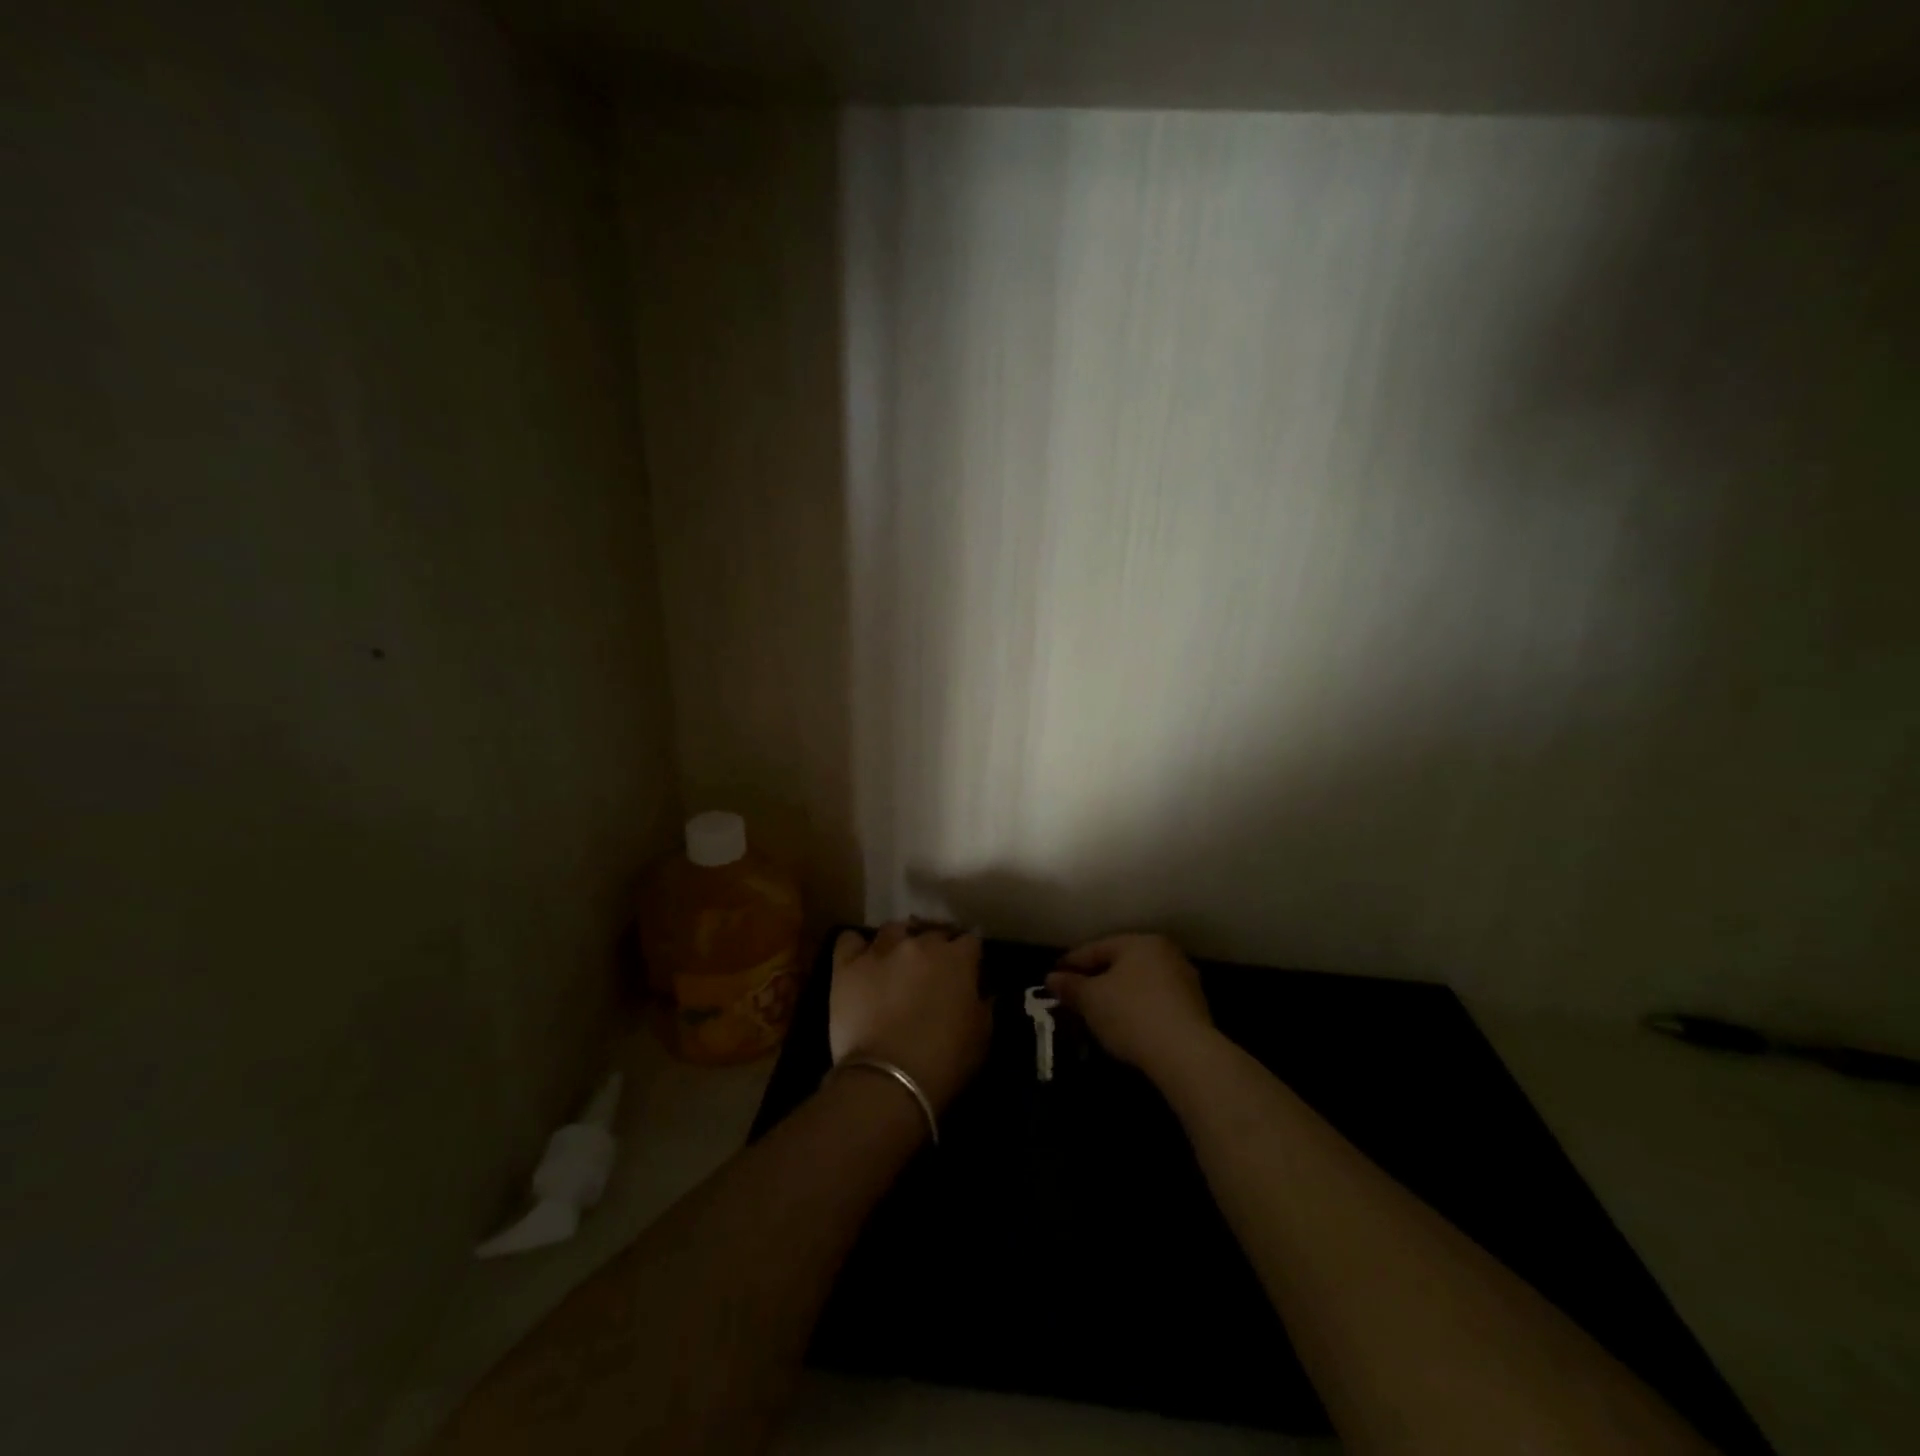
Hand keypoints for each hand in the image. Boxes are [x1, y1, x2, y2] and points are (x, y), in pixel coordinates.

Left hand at [829, 922, 991, 1112]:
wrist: (888, 1080)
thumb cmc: (944, 1062)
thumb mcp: (981, 1037)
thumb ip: (984, 1007)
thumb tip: (984, 993)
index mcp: (957, 959)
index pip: (970, 941)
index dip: (969, 956)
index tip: (968, 971)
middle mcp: (920, 944)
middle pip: (932, 933)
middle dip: (935, 948)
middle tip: (932, 972)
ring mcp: (881, 951)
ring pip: (893, 930)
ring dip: (899, 942)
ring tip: (896, 962)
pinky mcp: (847, 966)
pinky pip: (849, 941)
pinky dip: (856, 948)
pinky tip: (860, 962)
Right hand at [1046, 933, 1216, 1081]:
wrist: (1185, 1054)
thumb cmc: (1131, 1014)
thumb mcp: (1091, 999)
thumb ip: (1070, 986)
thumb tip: (1051, 978)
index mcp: (1140, 942)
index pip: (1097, 948)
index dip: (1071, 962)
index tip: (1053, 975)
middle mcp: (1165, 953)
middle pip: (1120, 963)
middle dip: (1096, 978)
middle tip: (1074, 994)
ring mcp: (1184, 981)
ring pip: (1139, 983)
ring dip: (1117, 995)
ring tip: (1097, 1012)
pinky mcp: (1195, 1009)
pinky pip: (1155, 1002)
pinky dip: (1137, 1009)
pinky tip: (1124, 1025)